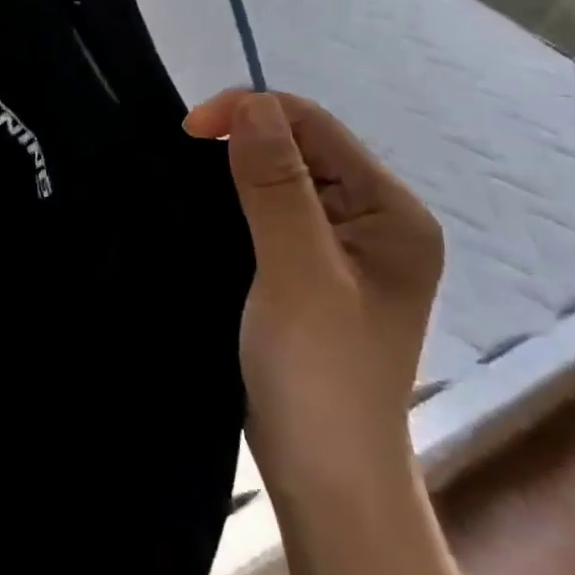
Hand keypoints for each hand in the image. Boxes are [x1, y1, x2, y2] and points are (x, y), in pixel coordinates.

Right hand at [185, 90, 443, 493]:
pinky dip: (238, 199)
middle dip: (242, 139)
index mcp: (391, 212)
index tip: (189, 130)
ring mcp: (345, 245)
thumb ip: (276, 186)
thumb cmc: (318, 373)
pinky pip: (273, 209)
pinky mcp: (314, 267)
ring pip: (283, 176)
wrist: (324, 473)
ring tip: (189, 181)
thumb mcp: (297, 273)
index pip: (316, 127)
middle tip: (183, 157)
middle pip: (303, 146)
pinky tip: (209, 209)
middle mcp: (375, 219)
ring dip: (236, 169)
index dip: (251, 113)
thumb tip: (252, 101)